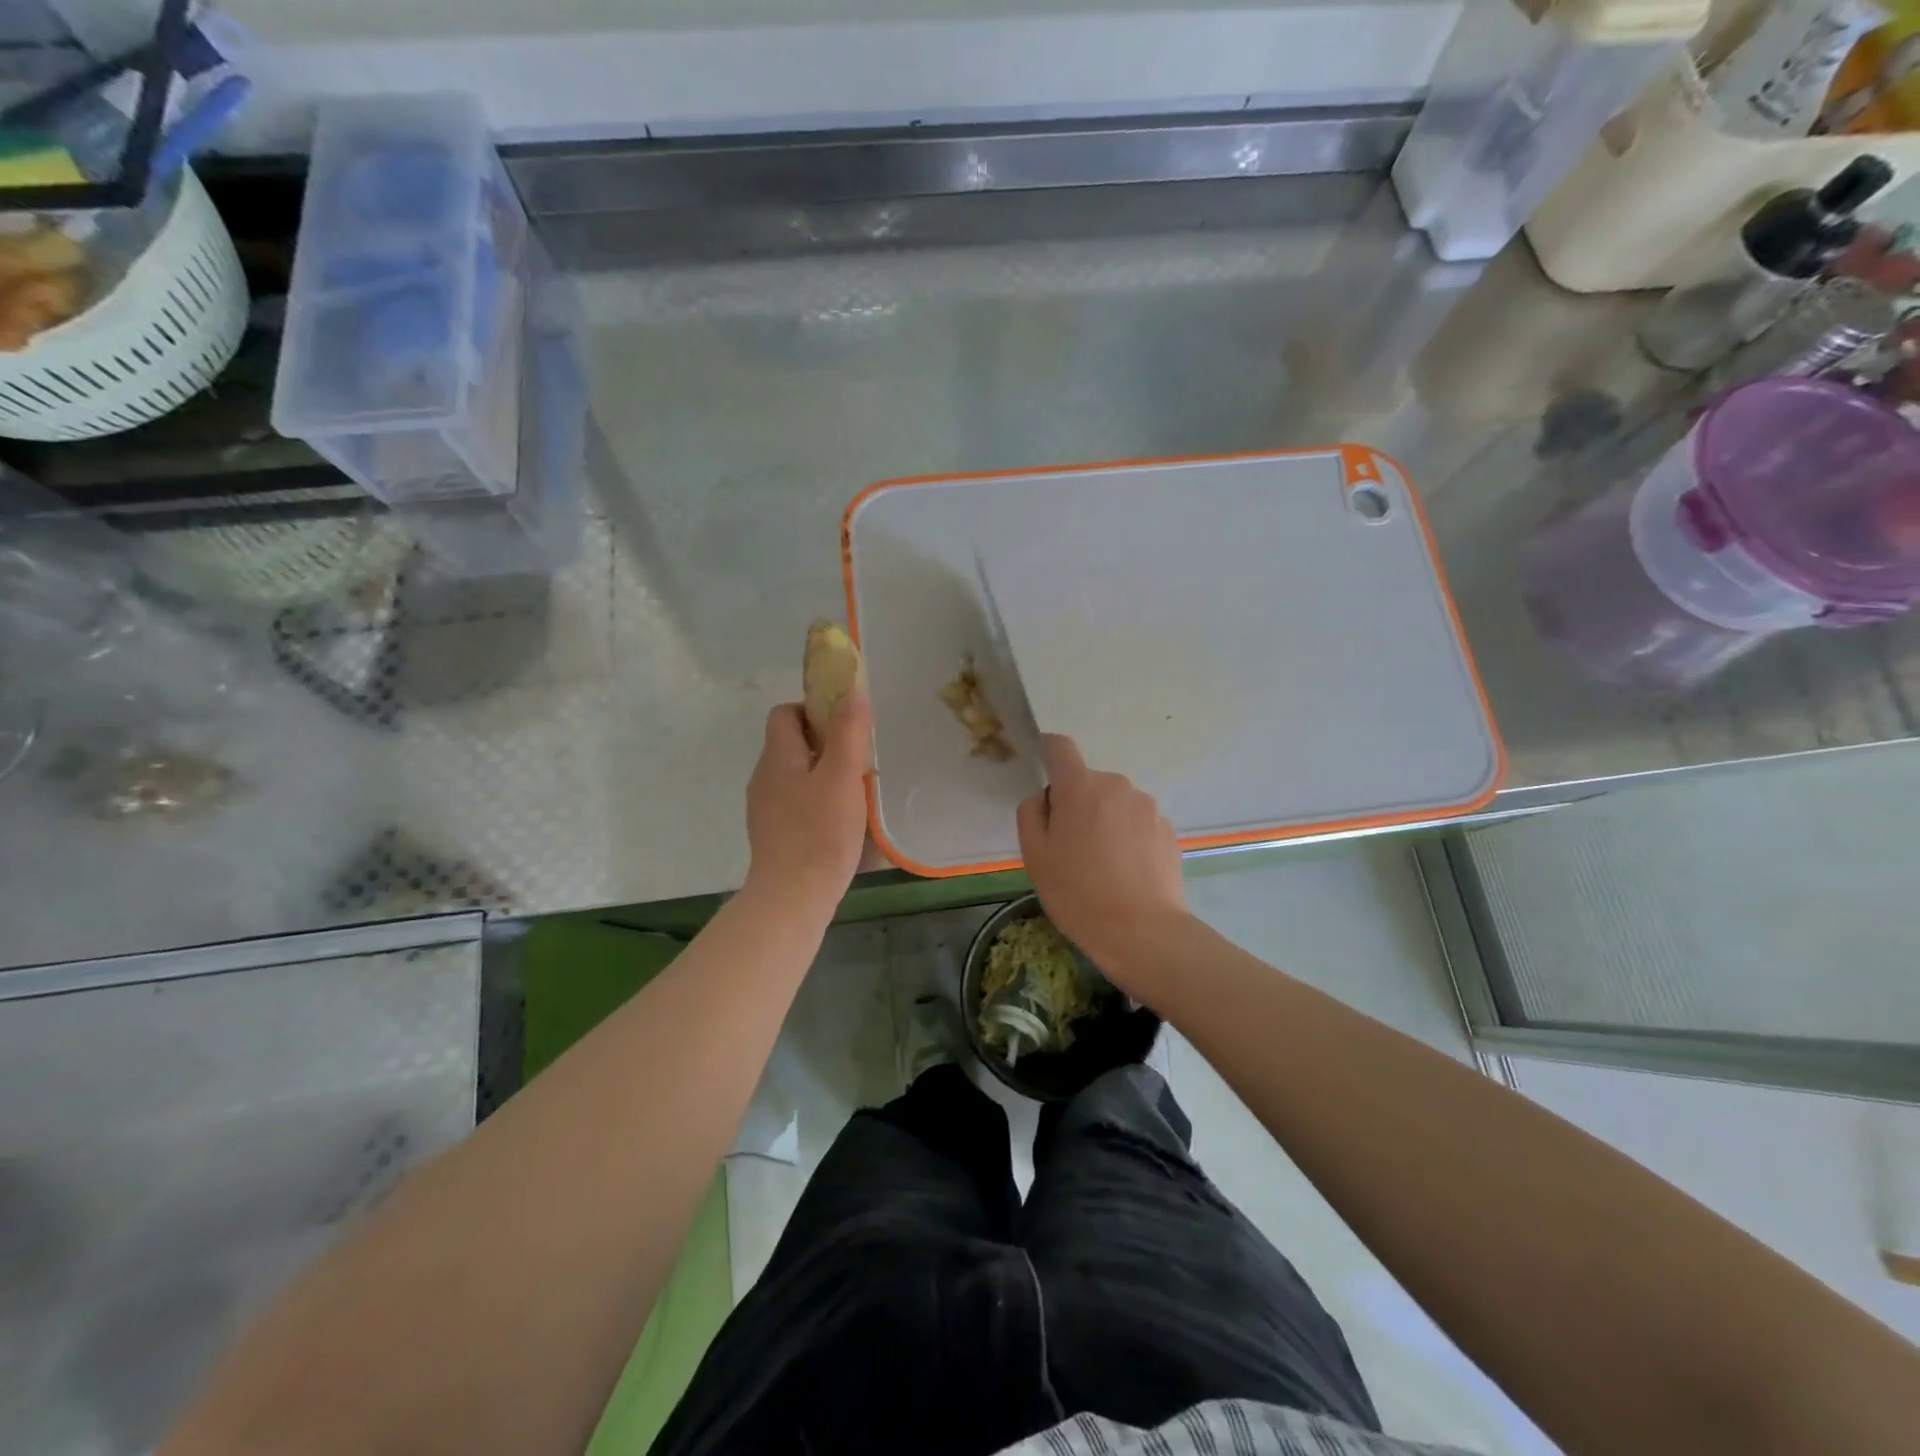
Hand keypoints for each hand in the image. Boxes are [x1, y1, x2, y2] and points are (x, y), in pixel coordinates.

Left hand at [744, 689, 871, 913]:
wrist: (792, 897)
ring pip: (796, 776)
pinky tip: (841, 823)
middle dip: (826, 745)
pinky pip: (797, 804)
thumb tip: (851, 691)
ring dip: (825, 776)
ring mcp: (765, 809)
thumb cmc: (820, 832)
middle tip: (858, 761)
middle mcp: (764, 778)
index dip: (814, 709)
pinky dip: (818, 803)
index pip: (785, 713)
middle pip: (792, 744)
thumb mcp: (842, 776)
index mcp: (777, 757)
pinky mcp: (773, 835)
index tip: (845, 726)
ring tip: (856, 793)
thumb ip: (848, 731)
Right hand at [1016, 734, 1185, 988]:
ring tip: (1101, 865)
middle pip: (1089, 782)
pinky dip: (1127, 837)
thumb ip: (1031, 814)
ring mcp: (1148, 807)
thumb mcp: (1035, 856)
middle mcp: (1118, 786)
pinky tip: (1125, 872)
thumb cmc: (1078, 894)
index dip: (1048, 751)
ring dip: (1104, 820)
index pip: (1061, 747)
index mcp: (1081, 788)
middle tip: (1070, 846)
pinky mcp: (1168, 830)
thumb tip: (1044, 798)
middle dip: (1077, 803)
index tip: (1042, 770)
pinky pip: (1137, 823)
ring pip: (1115, 803)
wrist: (1142, 932)